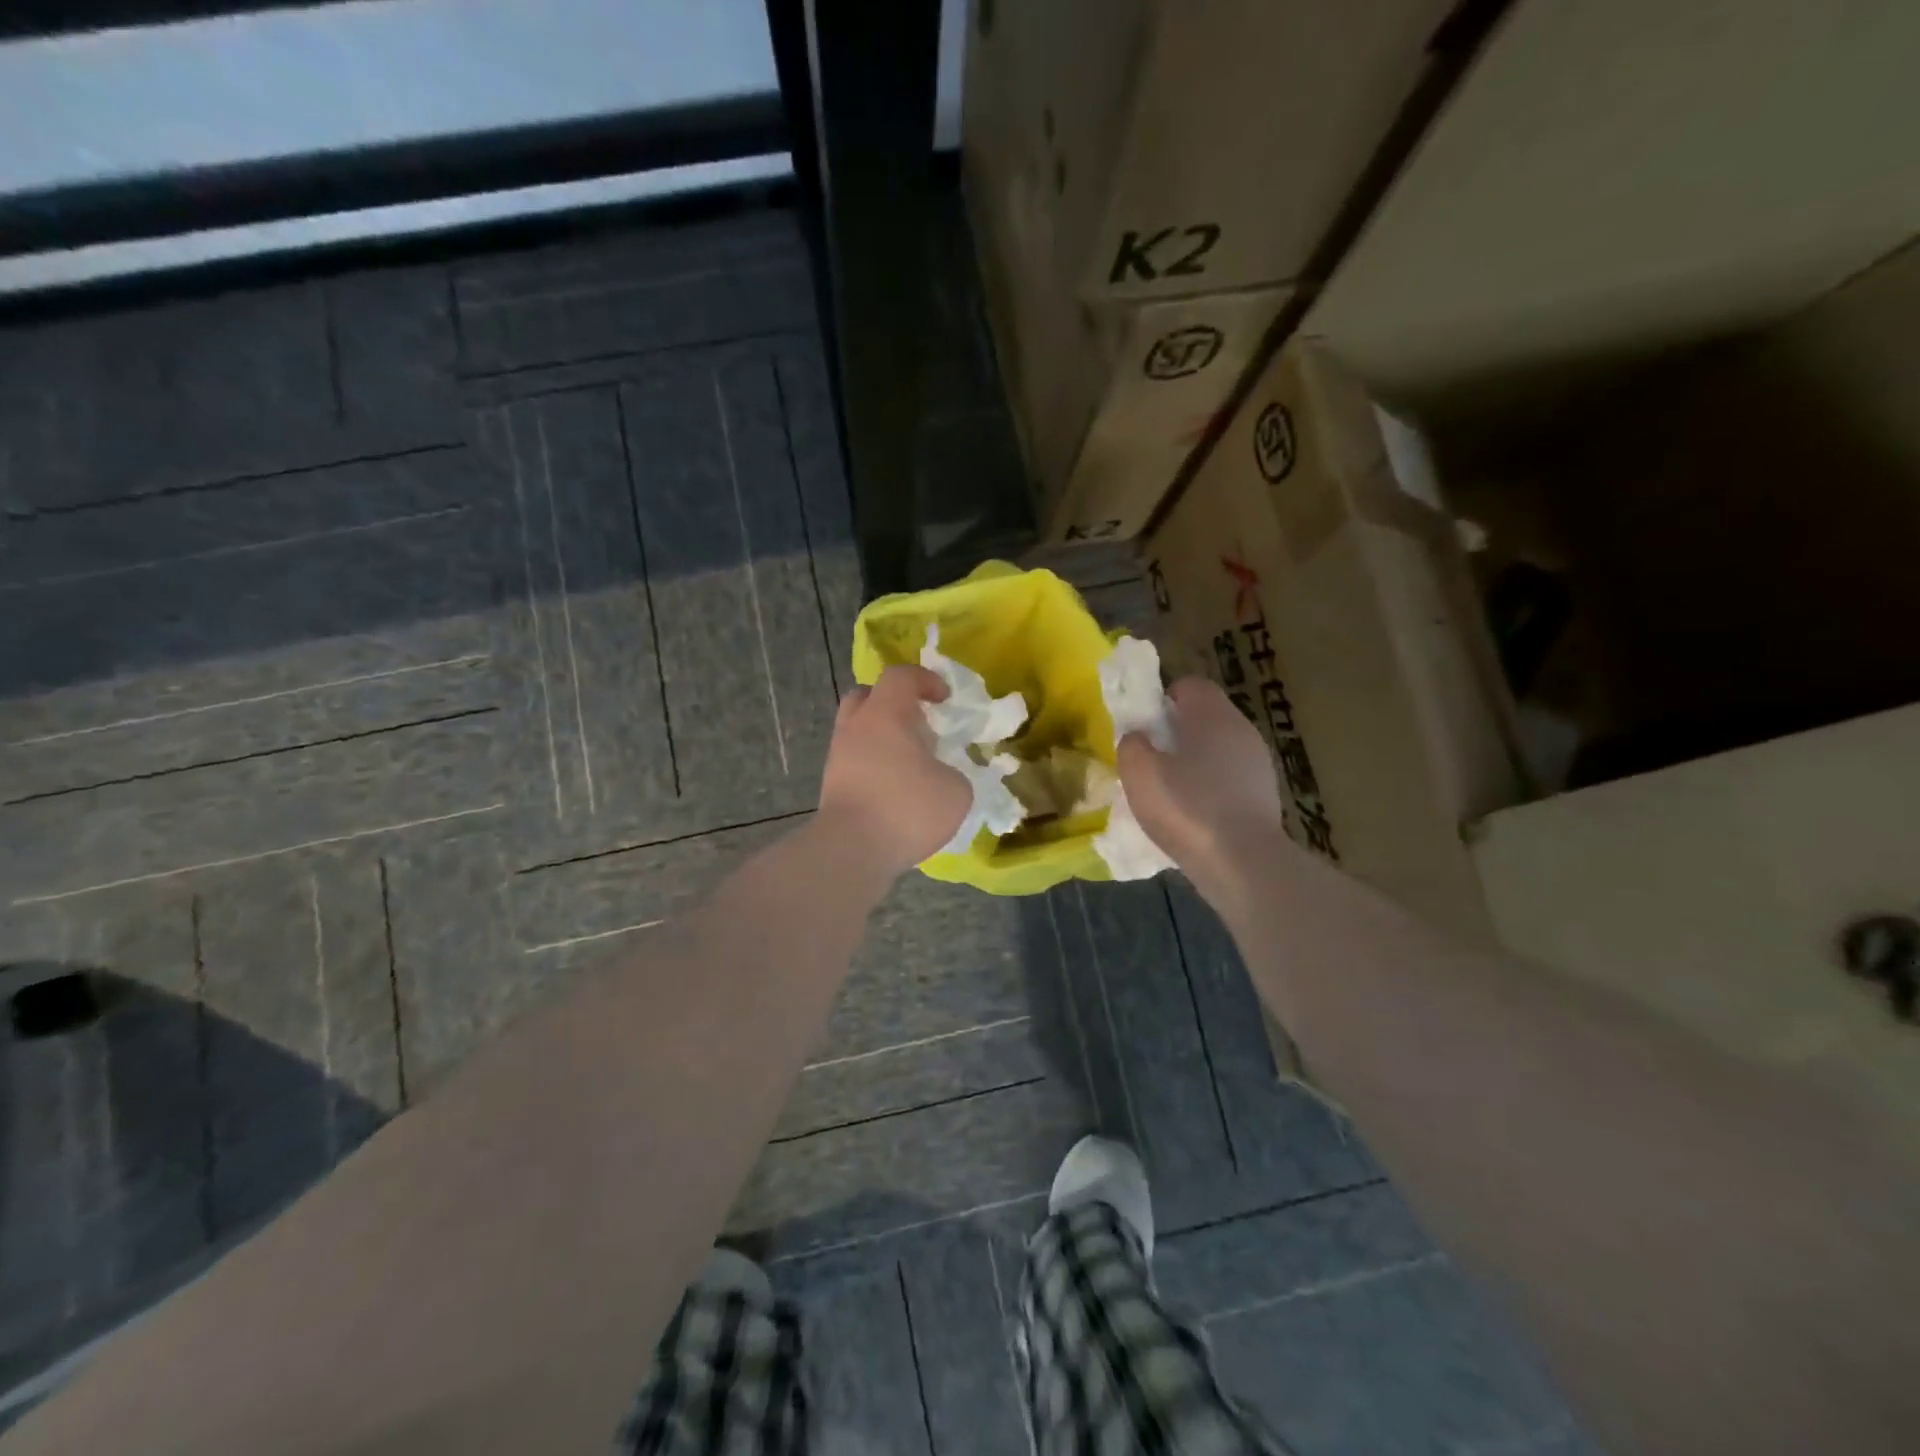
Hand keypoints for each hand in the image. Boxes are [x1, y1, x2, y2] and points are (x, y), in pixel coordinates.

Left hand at [817, 665, 971, 881]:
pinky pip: (854, 761)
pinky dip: (873, 766)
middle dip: (893, 703)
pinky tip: (894, 789)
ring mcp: (838, 757)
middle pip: (867, 696)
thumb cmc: (907, 808)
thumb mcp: (956, 791)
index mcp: (885, 714)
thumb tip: (941, 776)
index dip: (925, 680)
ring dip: (882, 738)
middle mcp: (856, 727)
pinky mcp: (831, 786)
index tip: (944, 699)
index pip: (900, 676)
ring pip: (857, 731)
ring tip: (909, 763)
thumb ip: (953, 774)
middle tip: (917, 724)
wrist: (851, 850)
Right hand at [1117, 677, 1289, 885]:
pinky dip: (1210, 790)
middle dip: (1176, 733)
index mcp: (1213, 715)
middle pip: (1205, 718)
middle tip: (1150, 760)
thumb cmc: (1187, 808)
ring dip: (1193, 764)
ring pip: (1217, 750)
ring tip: (1169, 792)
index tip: (1144, 726)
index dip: (1162, 699)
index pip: (1190, 685)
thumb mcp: (1139, 773)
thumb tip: (1138, 738)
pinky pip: (1228, 780)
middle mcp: (1242, 731)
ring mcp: (1258, 765)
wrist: (1243, 864)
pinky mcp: (1264, 797)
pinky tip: (1193, 816)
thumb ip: (1132, 745)